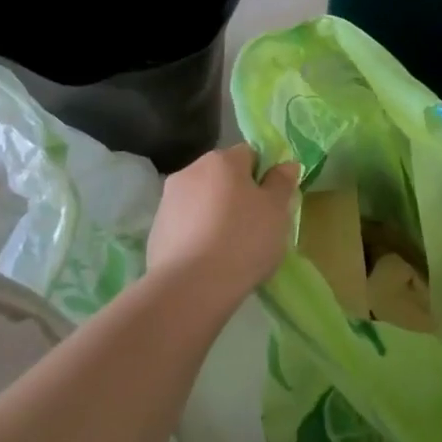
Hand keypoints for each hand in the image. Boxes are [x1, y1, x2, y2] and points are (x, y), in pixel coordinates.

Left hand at [147, 144, 299, 310]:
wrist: (190, 287)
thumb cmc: (243, 240)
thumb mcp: (276, 210)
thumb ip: (282, 182)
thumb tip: (286, 164)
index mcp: (222, 160)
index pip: (249, 154)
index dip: (263, 176)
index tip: (271, 204)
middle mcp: (190, 171)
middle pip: (222, 176)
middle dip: (237, 195)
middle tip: (254, 227)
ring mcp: (167, 200)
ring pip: (202, 200)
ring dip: (215, 214)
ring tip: (229, 248)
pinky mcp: (156, 230)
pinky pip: (185, 225)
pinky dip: (197, 234)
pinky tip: (207, 259)